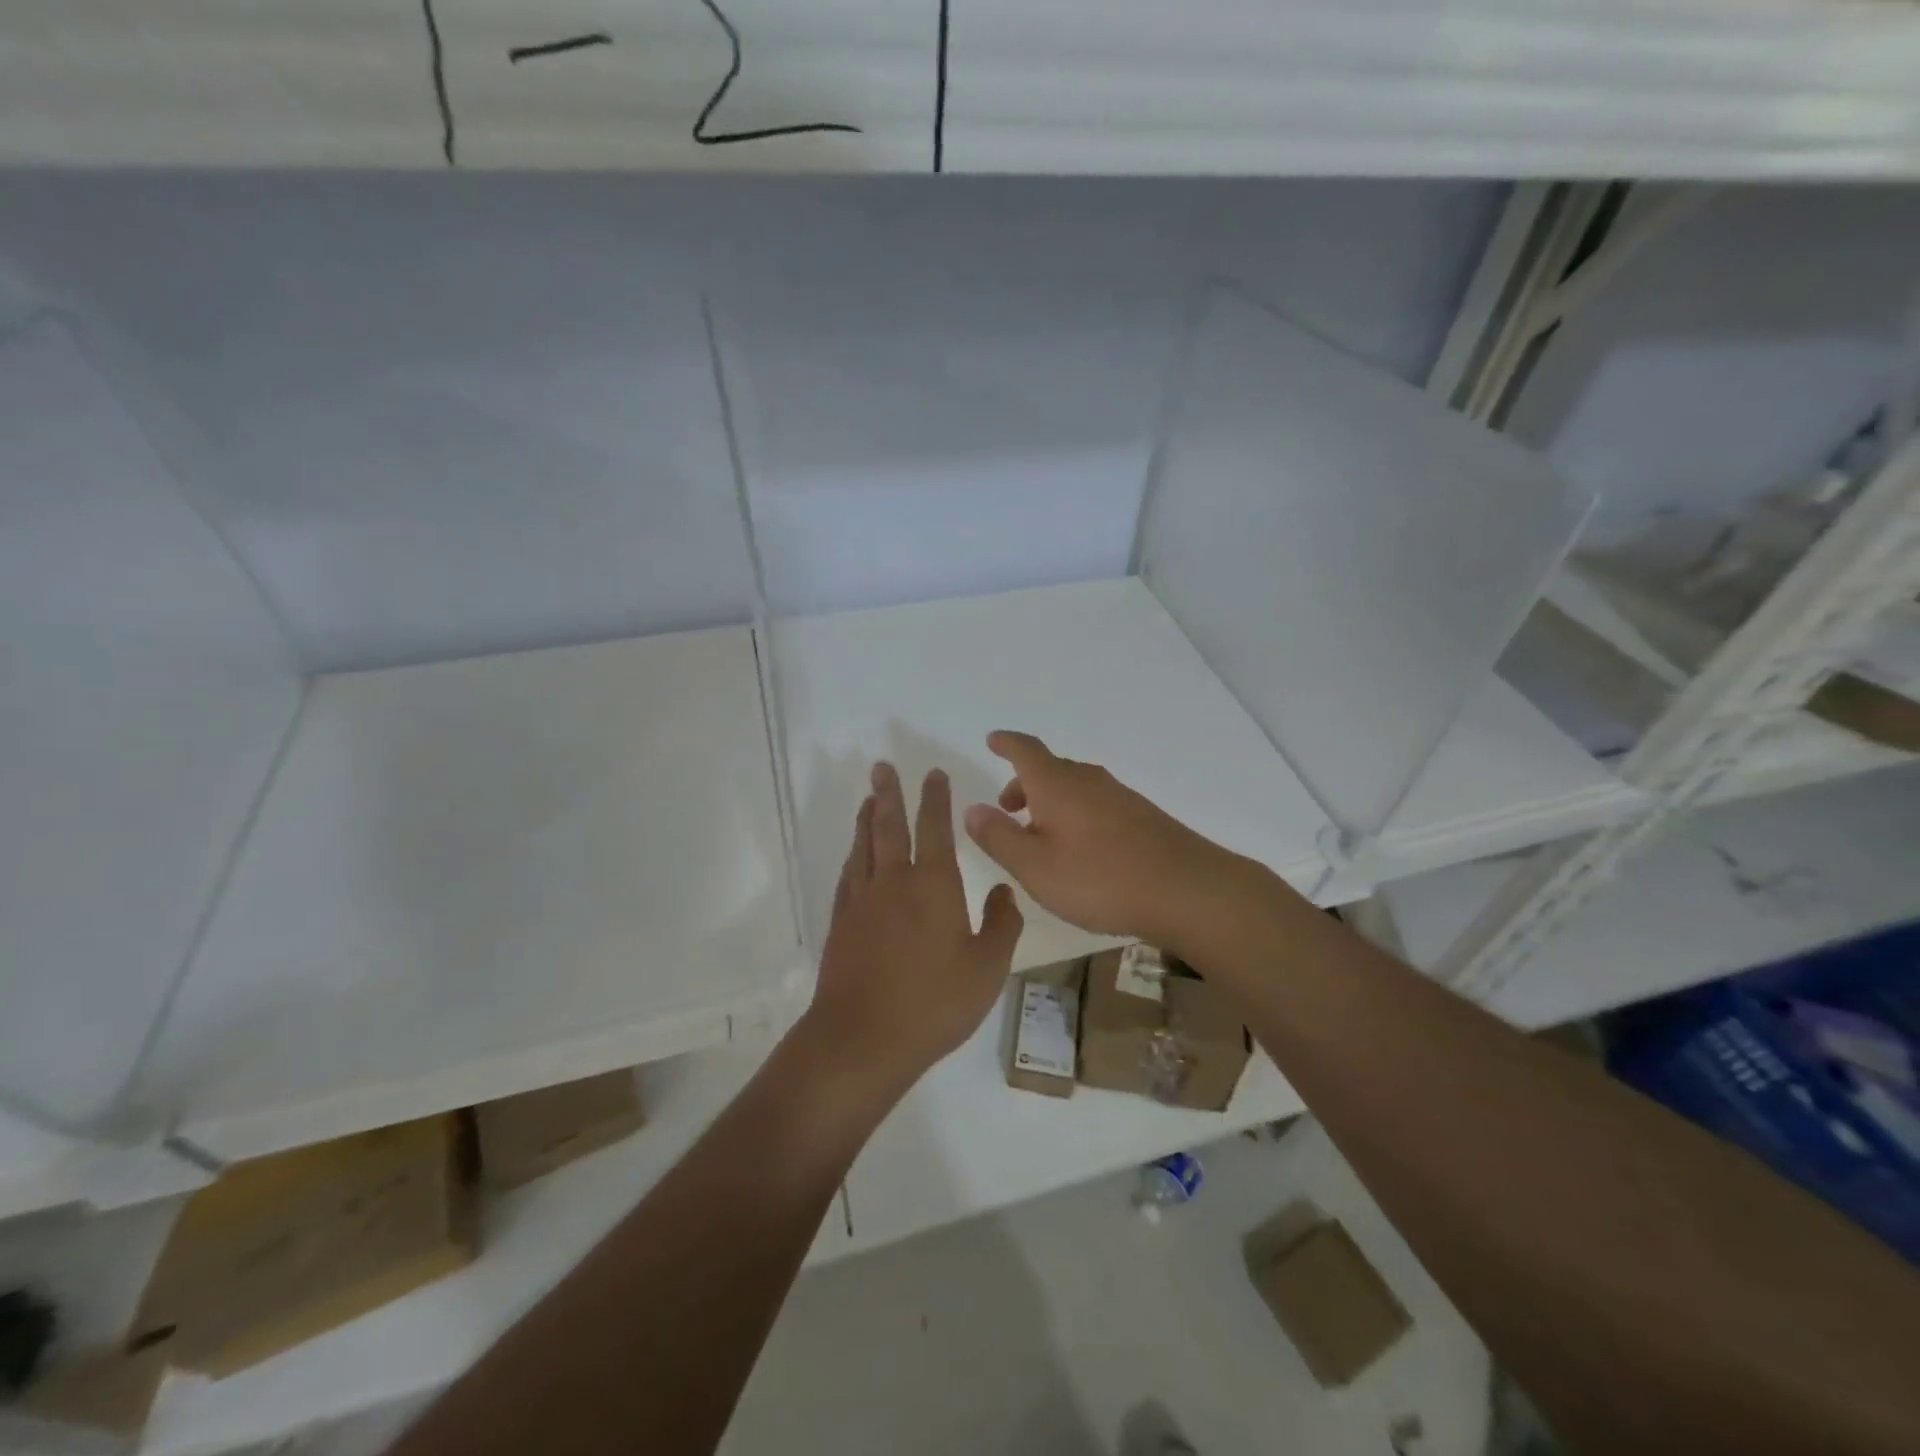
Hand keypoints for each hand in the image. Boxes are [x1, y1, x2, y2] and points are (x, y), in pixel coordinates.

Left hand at [804, 762, 1023, 1093]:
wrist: (863, 1037)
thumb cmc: (934, 1002)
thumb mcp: (987, 968)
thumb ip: (1001, 924)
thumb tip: (1003, 890)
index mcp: (934, 884)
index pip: (935, 828)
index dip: (935, 798)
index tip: (933, 774)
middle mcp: (895, 881)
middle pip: (889, 825)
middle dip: (889, 793)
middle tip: (882, 766)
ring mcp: (863, 900)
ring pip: (864, 845)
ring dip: (868, 817)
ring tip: (870, 798)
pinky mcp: (842, 921)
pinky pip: (849, 873)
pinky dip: (854, 853)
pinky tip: (856, 853)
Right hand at [962, 730, 1249, 950]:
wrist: (1187, 891)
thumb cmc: (1100, 878)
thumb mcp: (1034, 867)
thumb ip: (999, 837)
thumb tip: (972, 809)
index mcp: (1057, 784)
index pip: (1025, 750)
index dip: (1006, 743)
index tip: (993, 740)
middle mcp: (1089, 781)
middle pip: (1050, 770)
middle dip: (1024, 783)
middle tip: (1007, 808)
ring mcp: (1120, 797)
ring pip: (1075, 789)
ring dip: (1051, 803)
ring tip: (1040, 836)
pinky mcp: (1143, 818)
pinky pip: (1097, 805)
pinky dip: (1077, 815)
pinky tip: (1081, 850)